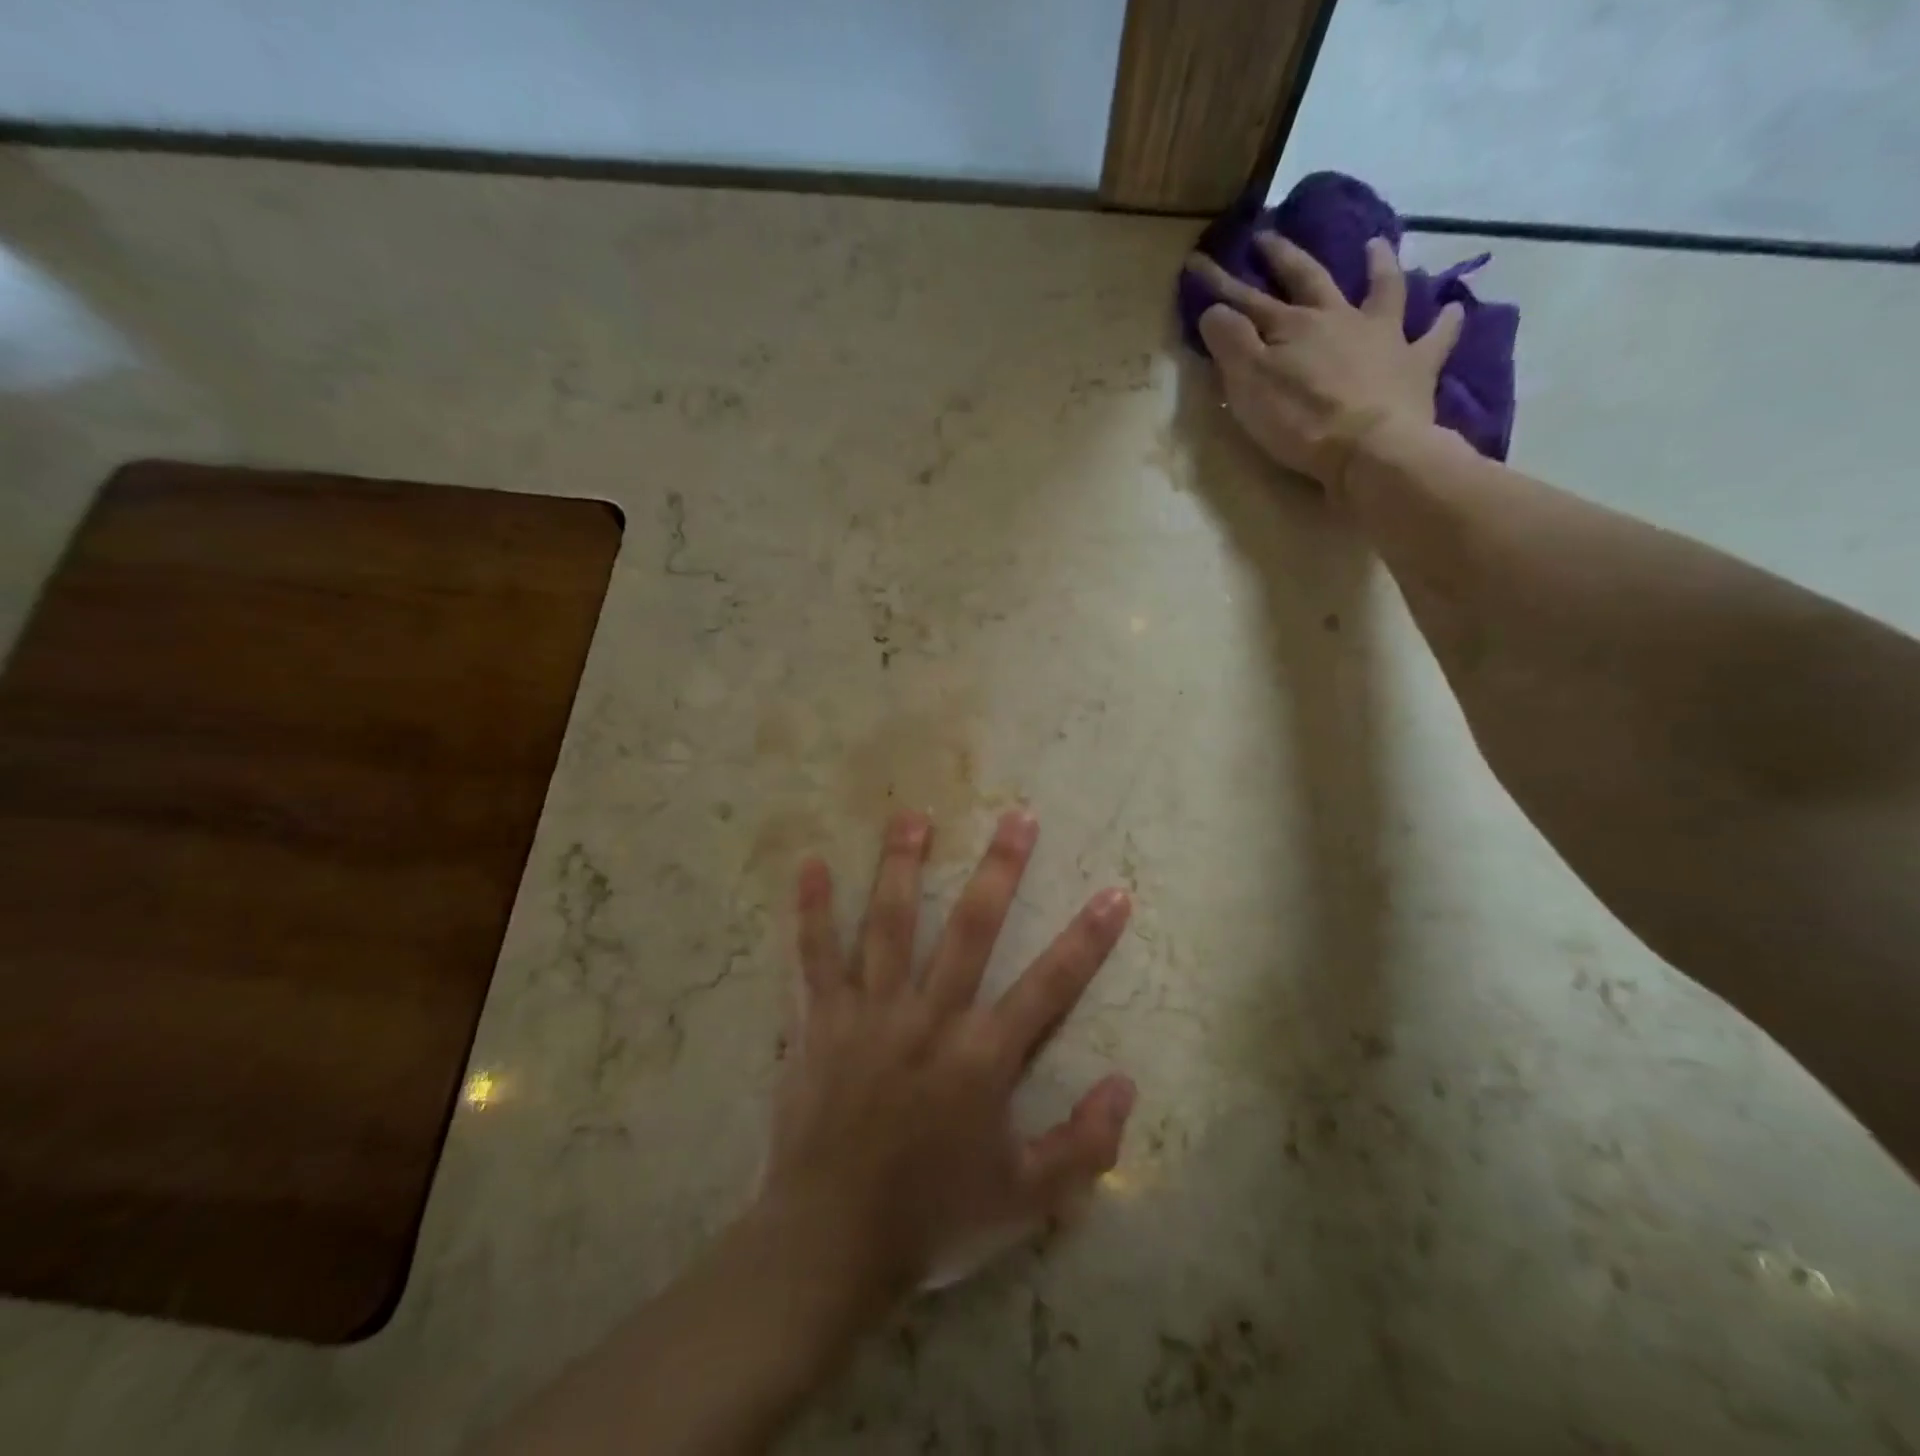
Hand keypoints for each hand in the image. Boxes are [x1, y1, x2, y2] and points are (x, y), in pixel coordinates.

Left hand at [759, 808, 1135, 1302]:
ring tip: (913, 816)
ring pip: (891, 923)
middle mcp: (930, 1017)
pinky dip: (811, 910)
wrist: (829, 1245)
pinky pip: (814, 956)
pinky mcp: (819, 1021)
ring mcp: (870, 1012)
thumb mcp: (1024, 1200)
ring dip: (904, 866)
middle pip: (973, 929)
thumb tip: (1126, 1084)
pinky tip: (809, 866)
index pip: (1050, 985)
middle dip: (1000, 870)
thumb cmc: (931, 1219)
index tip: (1115, 892)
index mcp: (982, 1056)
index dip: (1089, 938)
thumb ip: (1084, 1145)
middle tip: (1017, 816)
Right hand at [1187, 235, 1463, 487]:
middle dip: (1285, 258)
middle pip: (1308, 279)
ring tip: (1376, 244)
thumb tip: (1214, 309)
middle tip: (1270, 236)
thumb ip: (1230, 343)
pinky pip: (1436, 337)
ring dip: (1378, 265)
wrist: (1369, 450)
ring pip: (1382, 290)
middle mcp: (1339, 319)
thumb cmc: (1301, 420)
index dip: (1220, 282)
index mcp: (1293, 326)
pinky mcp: (1415, 367)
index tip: (1198, 261)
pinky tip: (1454, 308)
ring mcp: (1383, 338)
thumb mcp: (1249, 384)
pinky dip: (1445, 321)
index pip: (1246, 299)